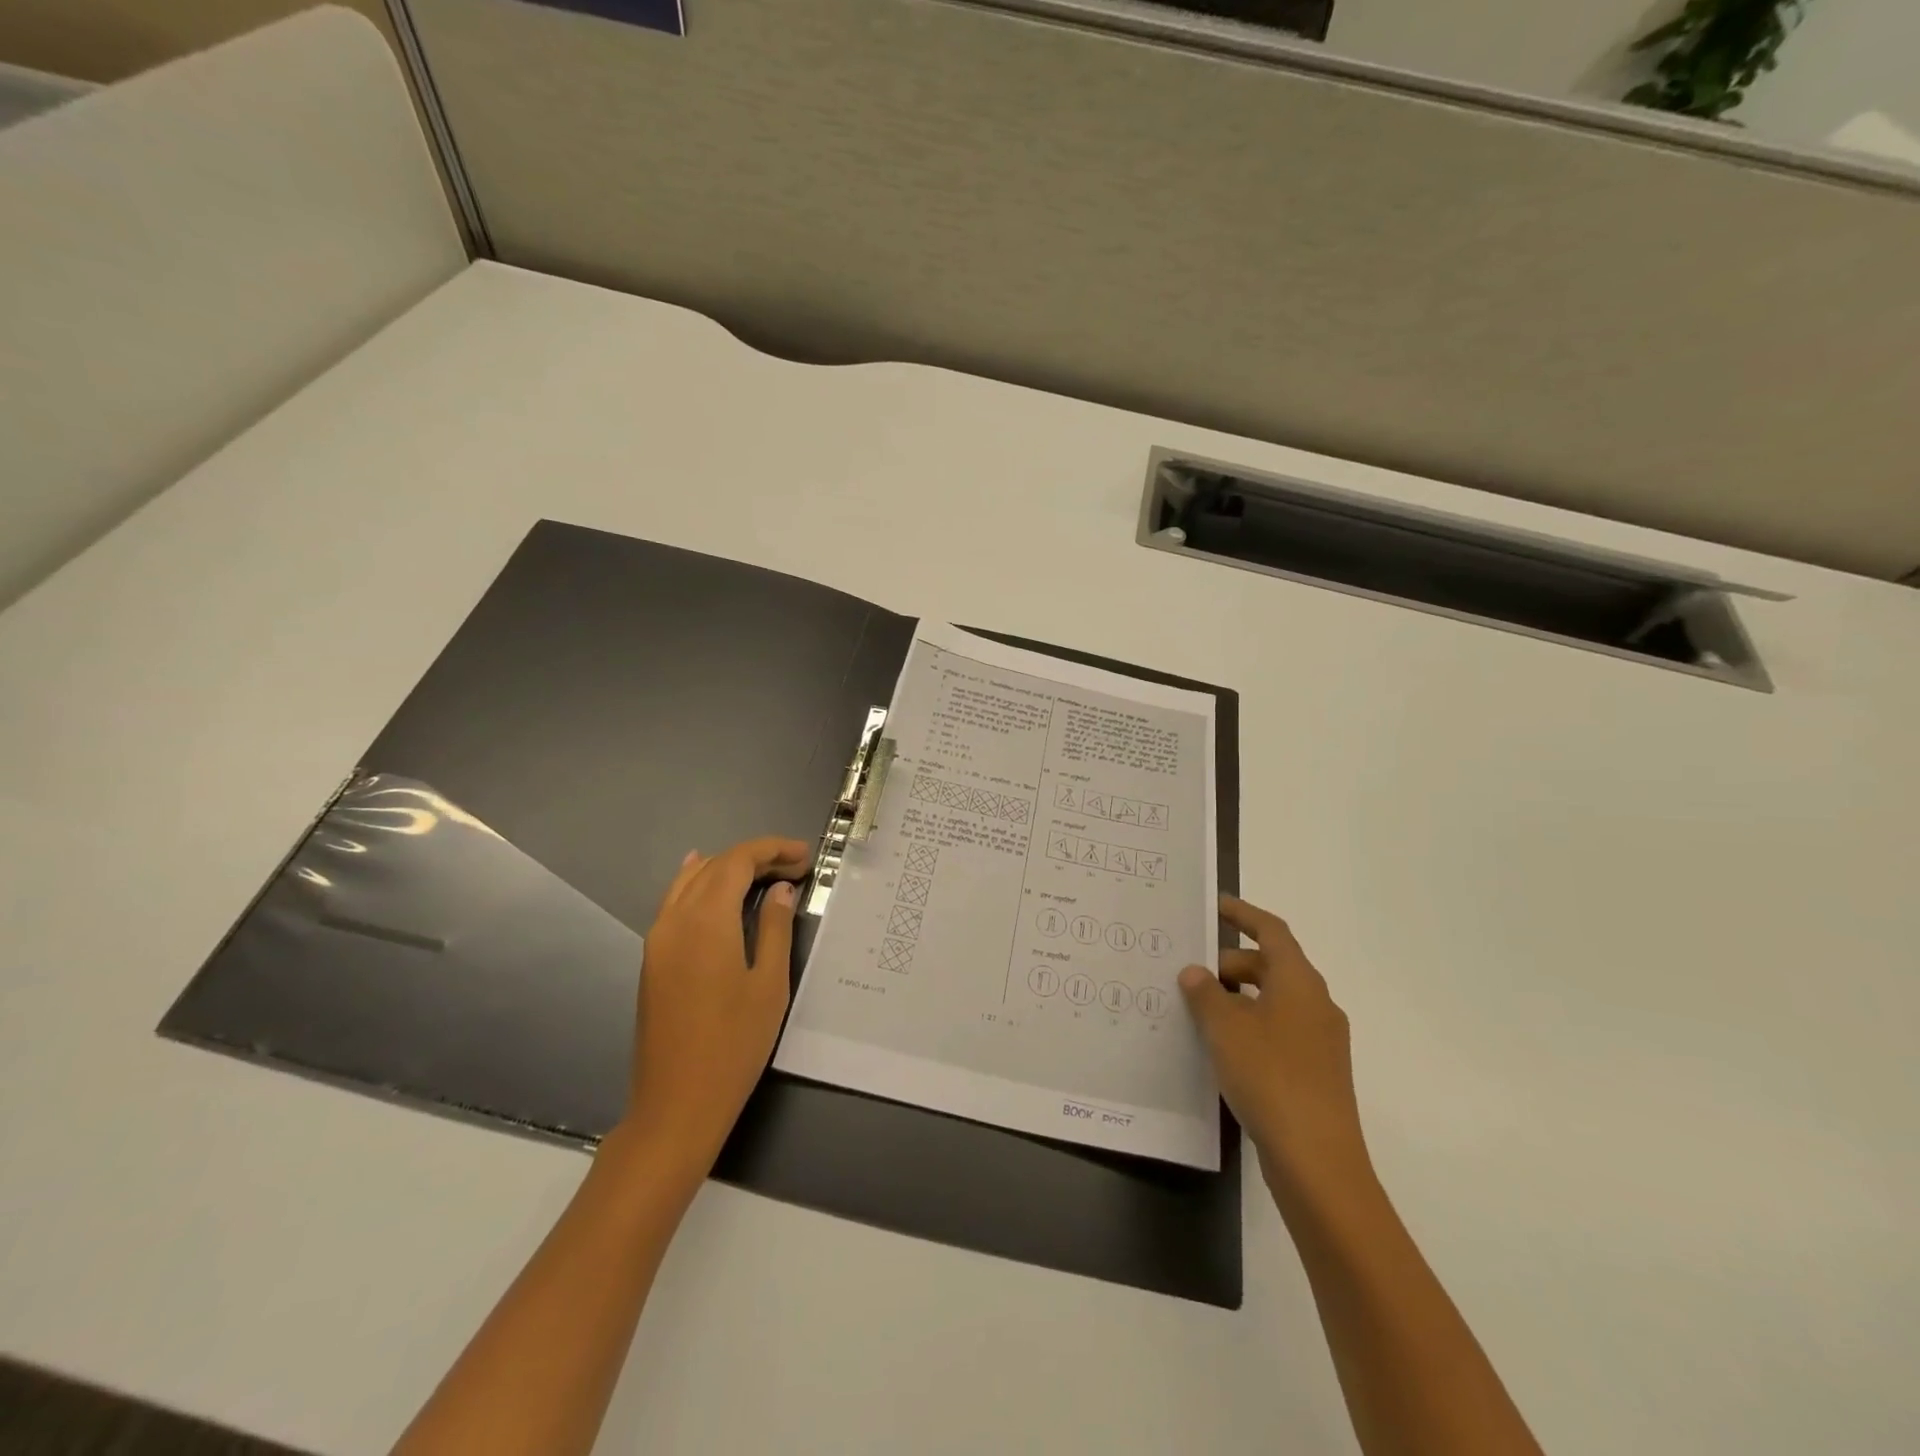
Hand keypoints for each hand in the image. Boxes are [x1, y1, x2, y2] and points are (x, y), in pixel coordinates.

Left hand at [621, 837, 810, 1171]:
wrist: (676, 1105)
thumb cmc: (733, 1045)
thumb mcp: (769, 985)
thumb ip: (774, 928)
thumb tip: (780, 890)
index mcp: (705, 921)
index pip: (737, 861)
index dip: (772, 850)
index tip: (805, 856)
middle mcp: (674, 920)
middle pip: (714, 866)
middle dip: (755, 858)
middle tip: (795, 867)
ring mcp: (657, 940)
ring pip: (690, 881)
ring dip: (728, 869)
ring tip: (766, 876)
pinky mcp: (653, 959)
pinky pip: (675, 903)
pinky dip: (700, 885)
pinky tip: (714, 885)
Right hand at [1179, 896, 1373, 1202]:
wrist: (1318, 1161)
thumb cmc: (1270, 1077)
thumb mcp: (1225, 1029)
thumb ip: (1205, 994)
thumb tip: (1195, 972)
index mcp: (1300, 982)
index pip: (1272, 931)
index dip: (1243, 914)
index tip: (1215, 906)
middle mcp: (1316, 1004)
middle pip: (1271, 966)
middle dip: (1230, 964)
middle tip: (1191, 975)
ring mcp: (1320, 1041)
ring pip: (1273, 1001)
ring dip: (1237, 998)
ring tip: (1198, 1011)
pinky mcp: (1316, 1072)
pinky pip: (1277, 1031)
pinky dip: (1249, 1026)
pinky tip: (1221, 1048)